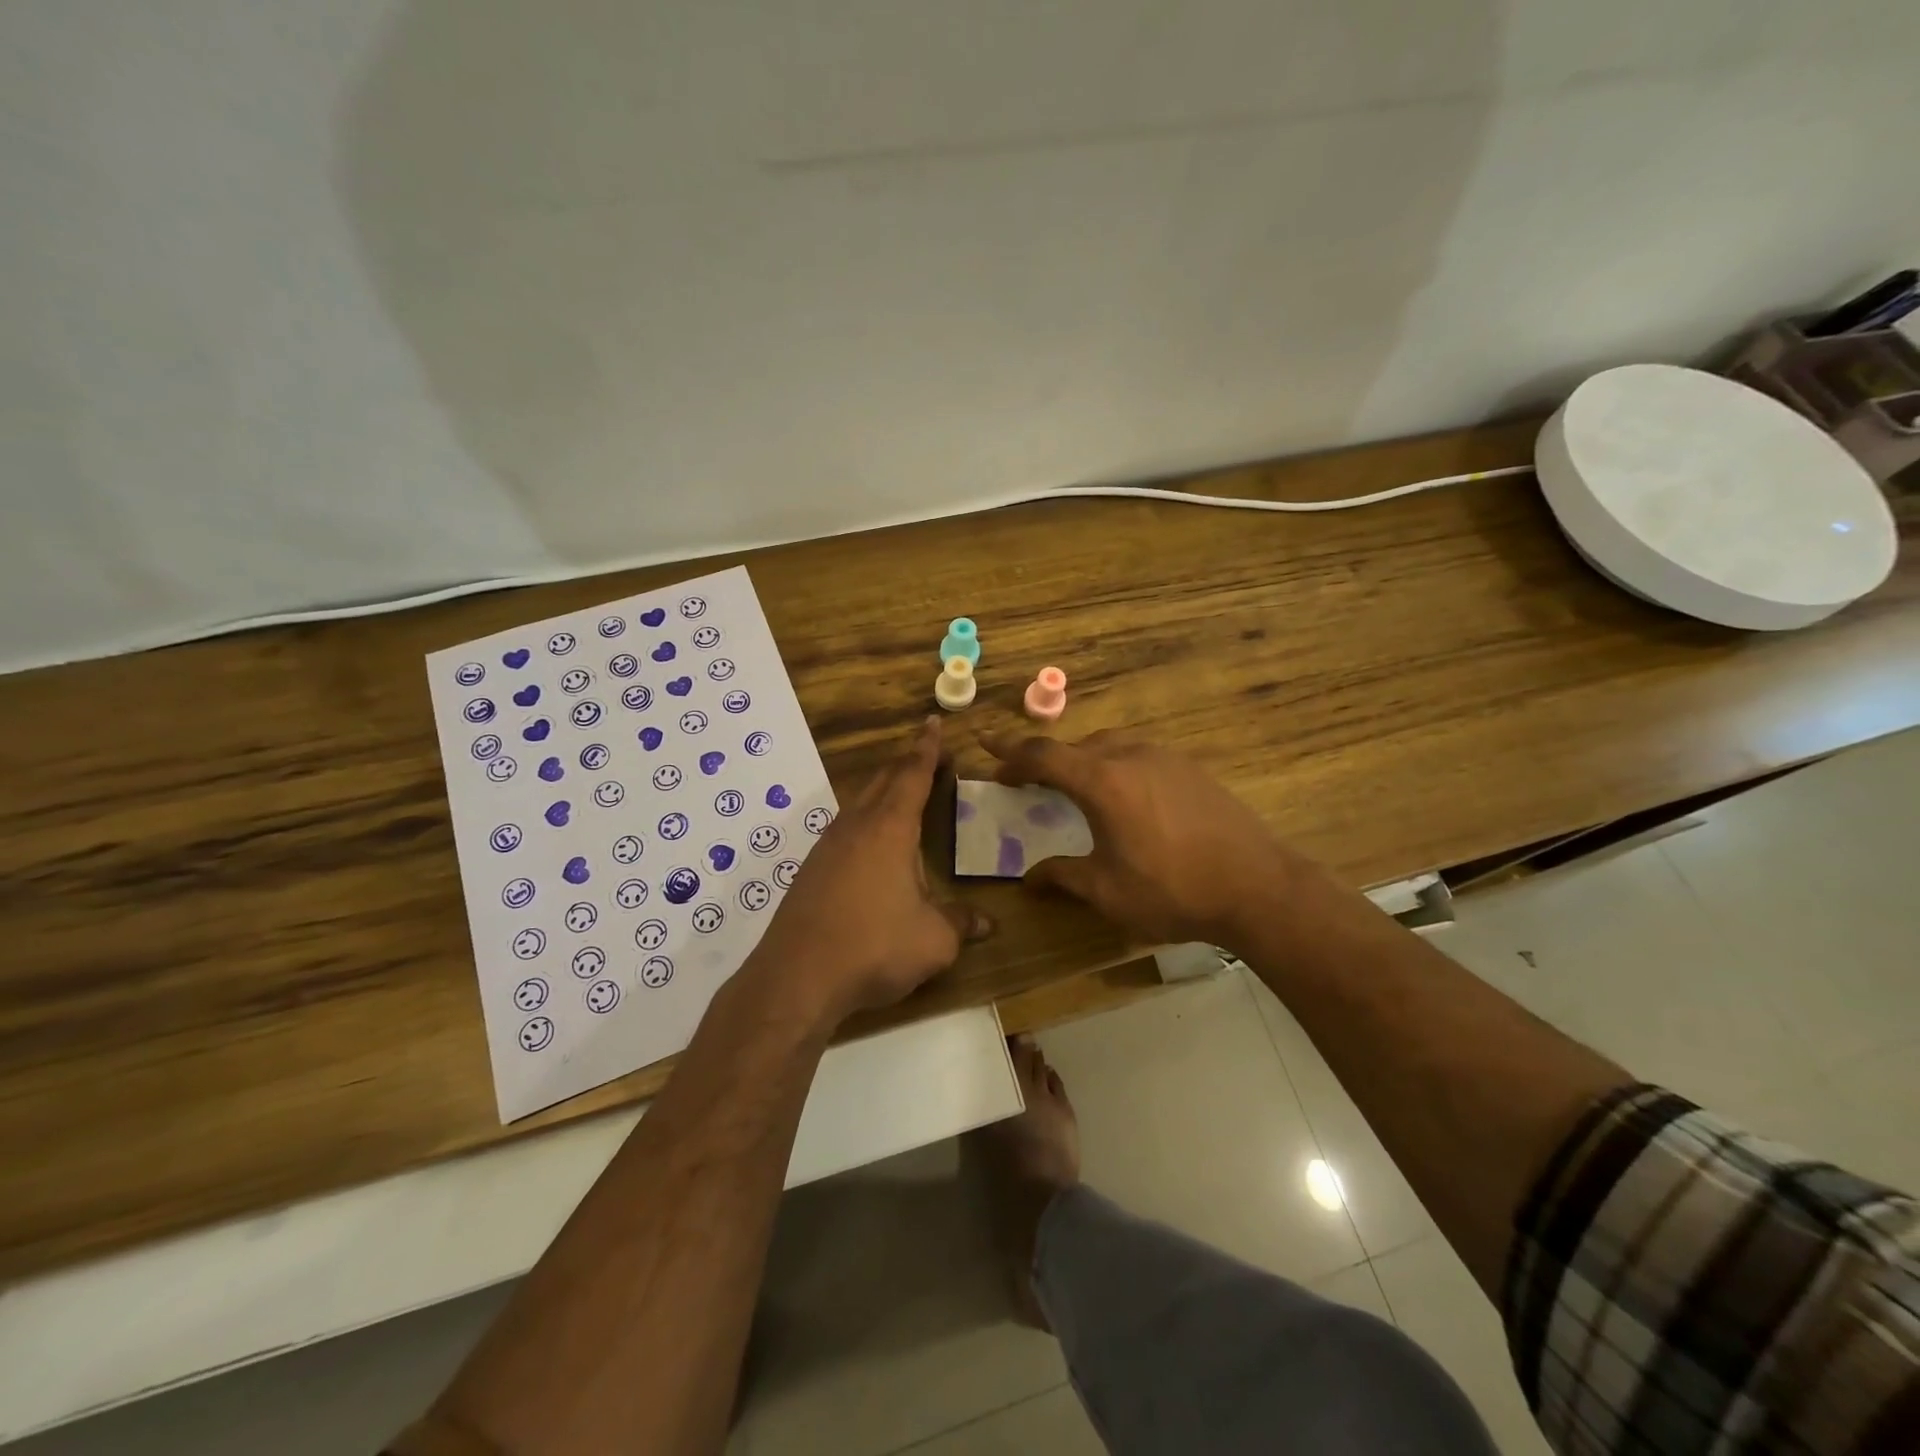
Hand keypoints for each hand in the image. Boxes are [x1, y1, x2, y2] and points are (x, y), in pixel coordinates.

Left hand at [748, 718, 989, 1028]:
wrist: (797, 976)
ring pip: (860, 802)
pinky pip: (844, 827)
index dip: (927, 749)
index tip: (933, 723)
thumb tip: (988, 923)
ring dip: (883, 788)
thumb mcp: (933, 940)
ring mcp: (828, 847)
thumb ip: (961, 924)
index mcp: (890, 829)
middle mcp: (857, 827)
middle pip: (883, 780)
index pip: (912, 775)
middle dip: (907, 763)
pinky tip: (868, 841)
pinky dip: (865, 818)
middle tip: (929, 755)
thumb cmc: (874, 947)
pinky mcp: (811, 870)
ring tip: (900, 790)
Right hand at [983, 730, 1314, 947]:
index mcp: (1102, 781)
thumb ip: (1063, 876)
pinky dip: (1114, 765)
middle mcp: (1130, 756)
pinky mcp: (1190, 768)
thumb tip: (1028, 879)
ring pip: (1109, 746)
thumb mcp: (1107, 891)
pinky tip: (1123, 795)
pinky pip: (1137, 755)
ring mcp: (1165, 758)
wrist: (1258, 886)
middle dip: (1044, 759)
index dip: (1010, 752)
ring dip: (1082, 760)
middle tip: (1025, 779)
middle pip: (1075, 746)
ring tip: (1072, 786)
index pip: (1043, 755)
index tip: (987, 748)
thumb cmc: (1173, 890)